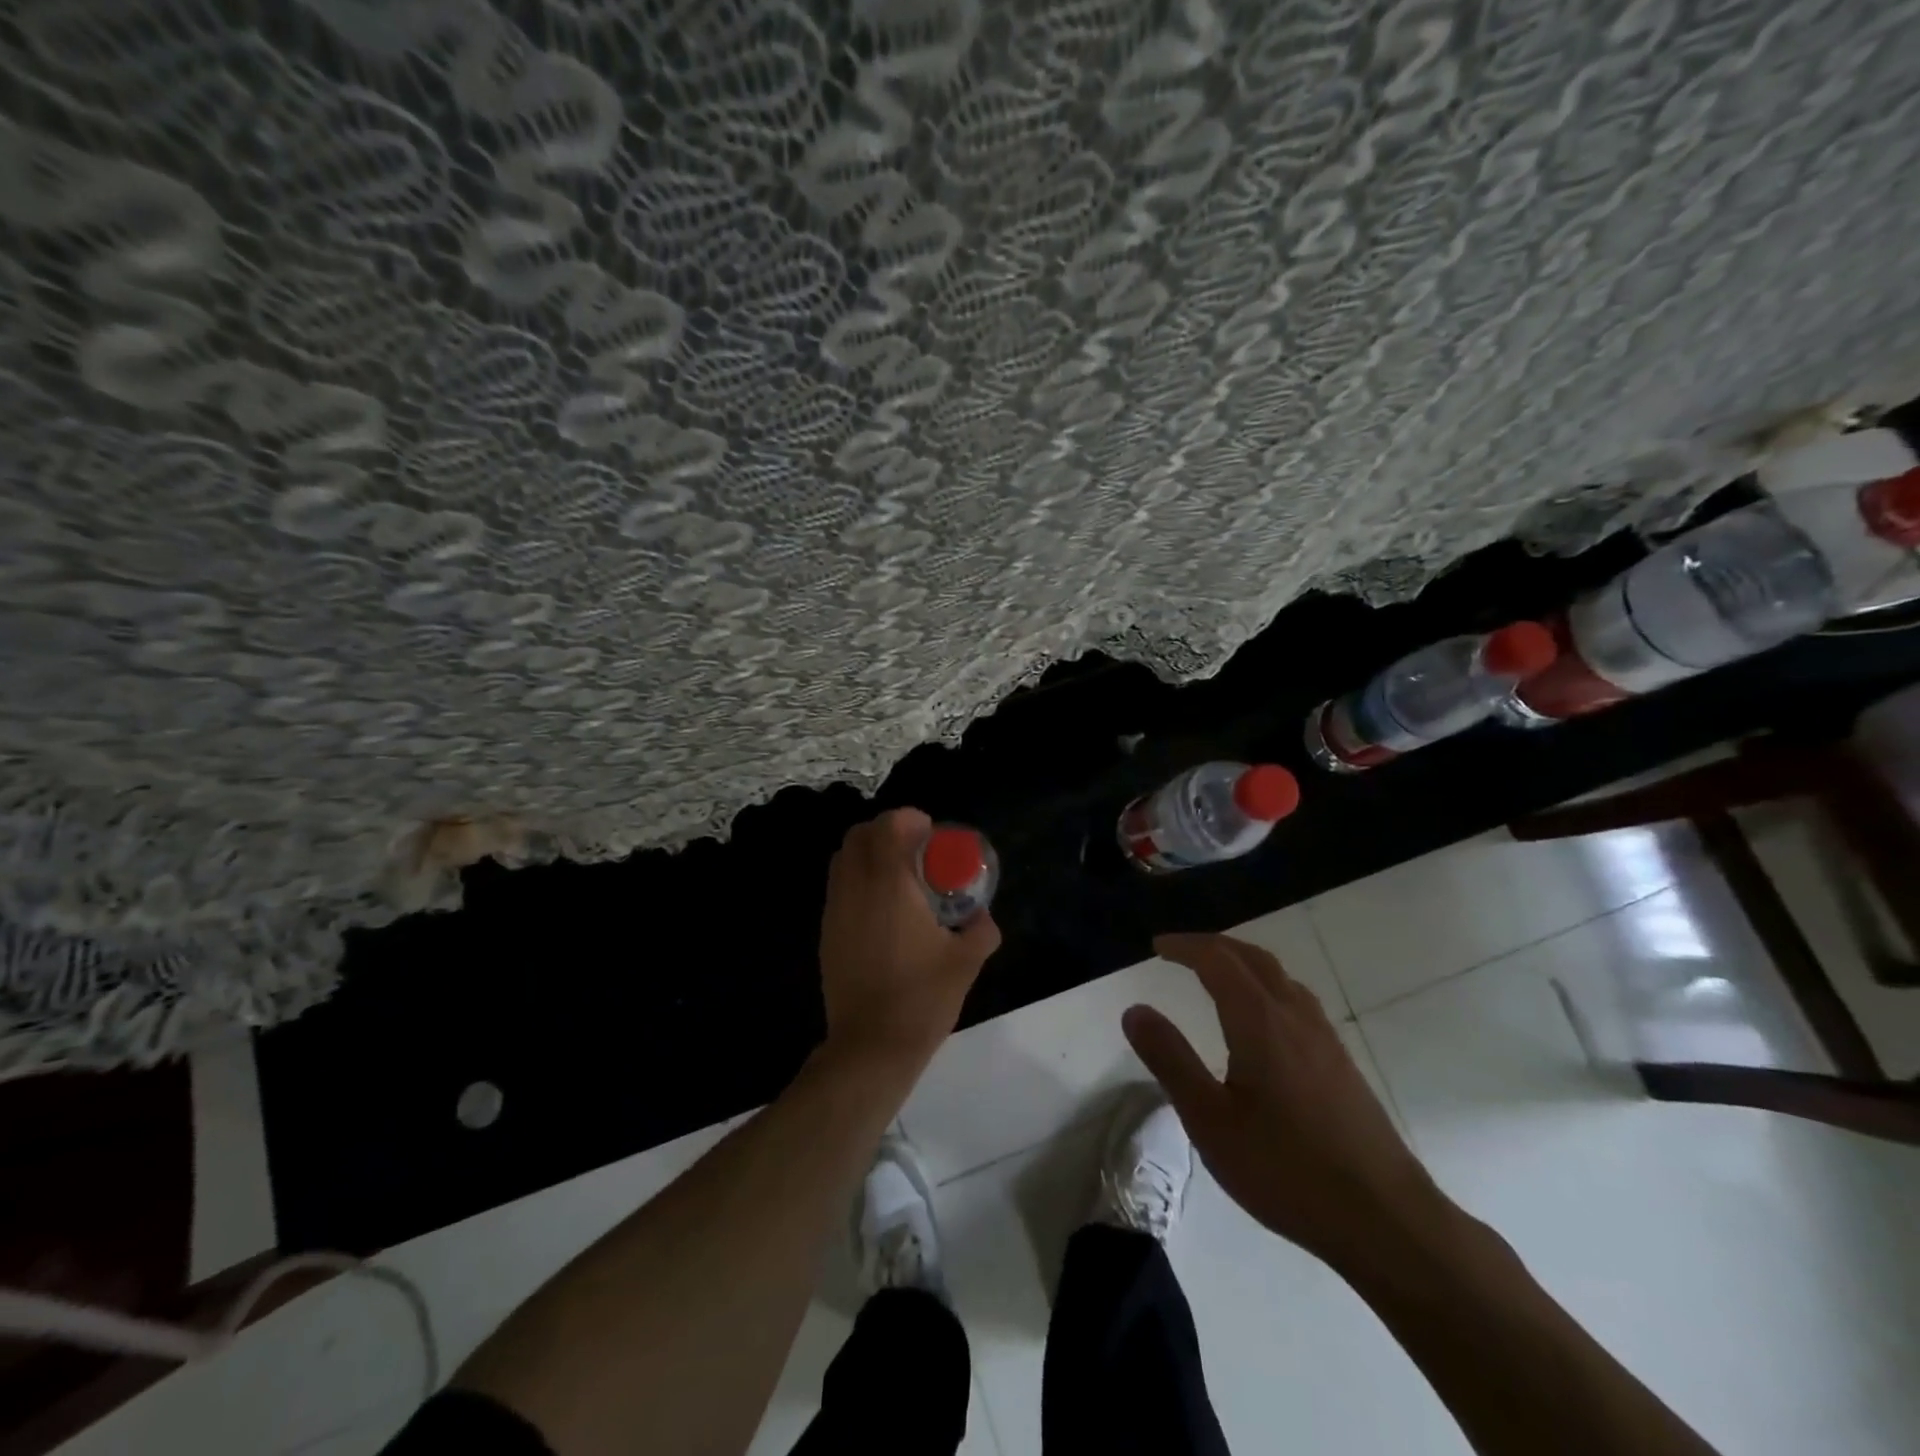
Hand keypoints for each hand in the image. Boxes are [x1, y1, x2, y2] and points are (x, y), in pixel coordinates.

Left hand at [818, 808, 1001, 1070]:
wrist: (870, 1047)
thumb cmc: (921, 998)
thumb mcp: (966, 962)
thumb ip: (981, 930)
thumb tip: (982, 916)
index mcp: (890, 886)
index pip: (888, 827)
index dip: (909, 819)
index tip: (931, 833)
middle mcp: (856, 888)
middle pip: (858, 835)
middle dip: (886, 832)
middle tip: (916, 851)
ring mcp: (835, 910)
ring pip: (843, 859)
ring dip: (869, 854)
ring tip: (898, 877)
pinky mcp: (826, 933)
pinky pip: (838, 887)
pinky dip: (858, 880)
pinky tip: (883, 910)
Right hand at [1122, 932, 1450, 1272]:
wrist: (1387, 1220)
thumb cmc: (1287, 1170)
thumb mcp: (1210, 1121)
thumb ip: (1170, 1060)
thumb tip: (1135, 1009)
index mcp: (1260, 1021)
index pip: (1217, 960)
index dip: (1185, 946)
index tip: (1156, 946)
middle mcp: (1295, 1016)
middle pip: (1252, 958)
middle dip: (1212, 946)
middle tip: (1179, 952)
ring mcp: (1325, 1038)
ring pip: (1280, 976)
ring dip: (1242, 962)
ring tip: (1215, 974)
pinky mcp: (1341, 1063)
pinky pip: (1297, 999)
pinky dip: (1266, 985)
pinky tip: (1262, 1018)